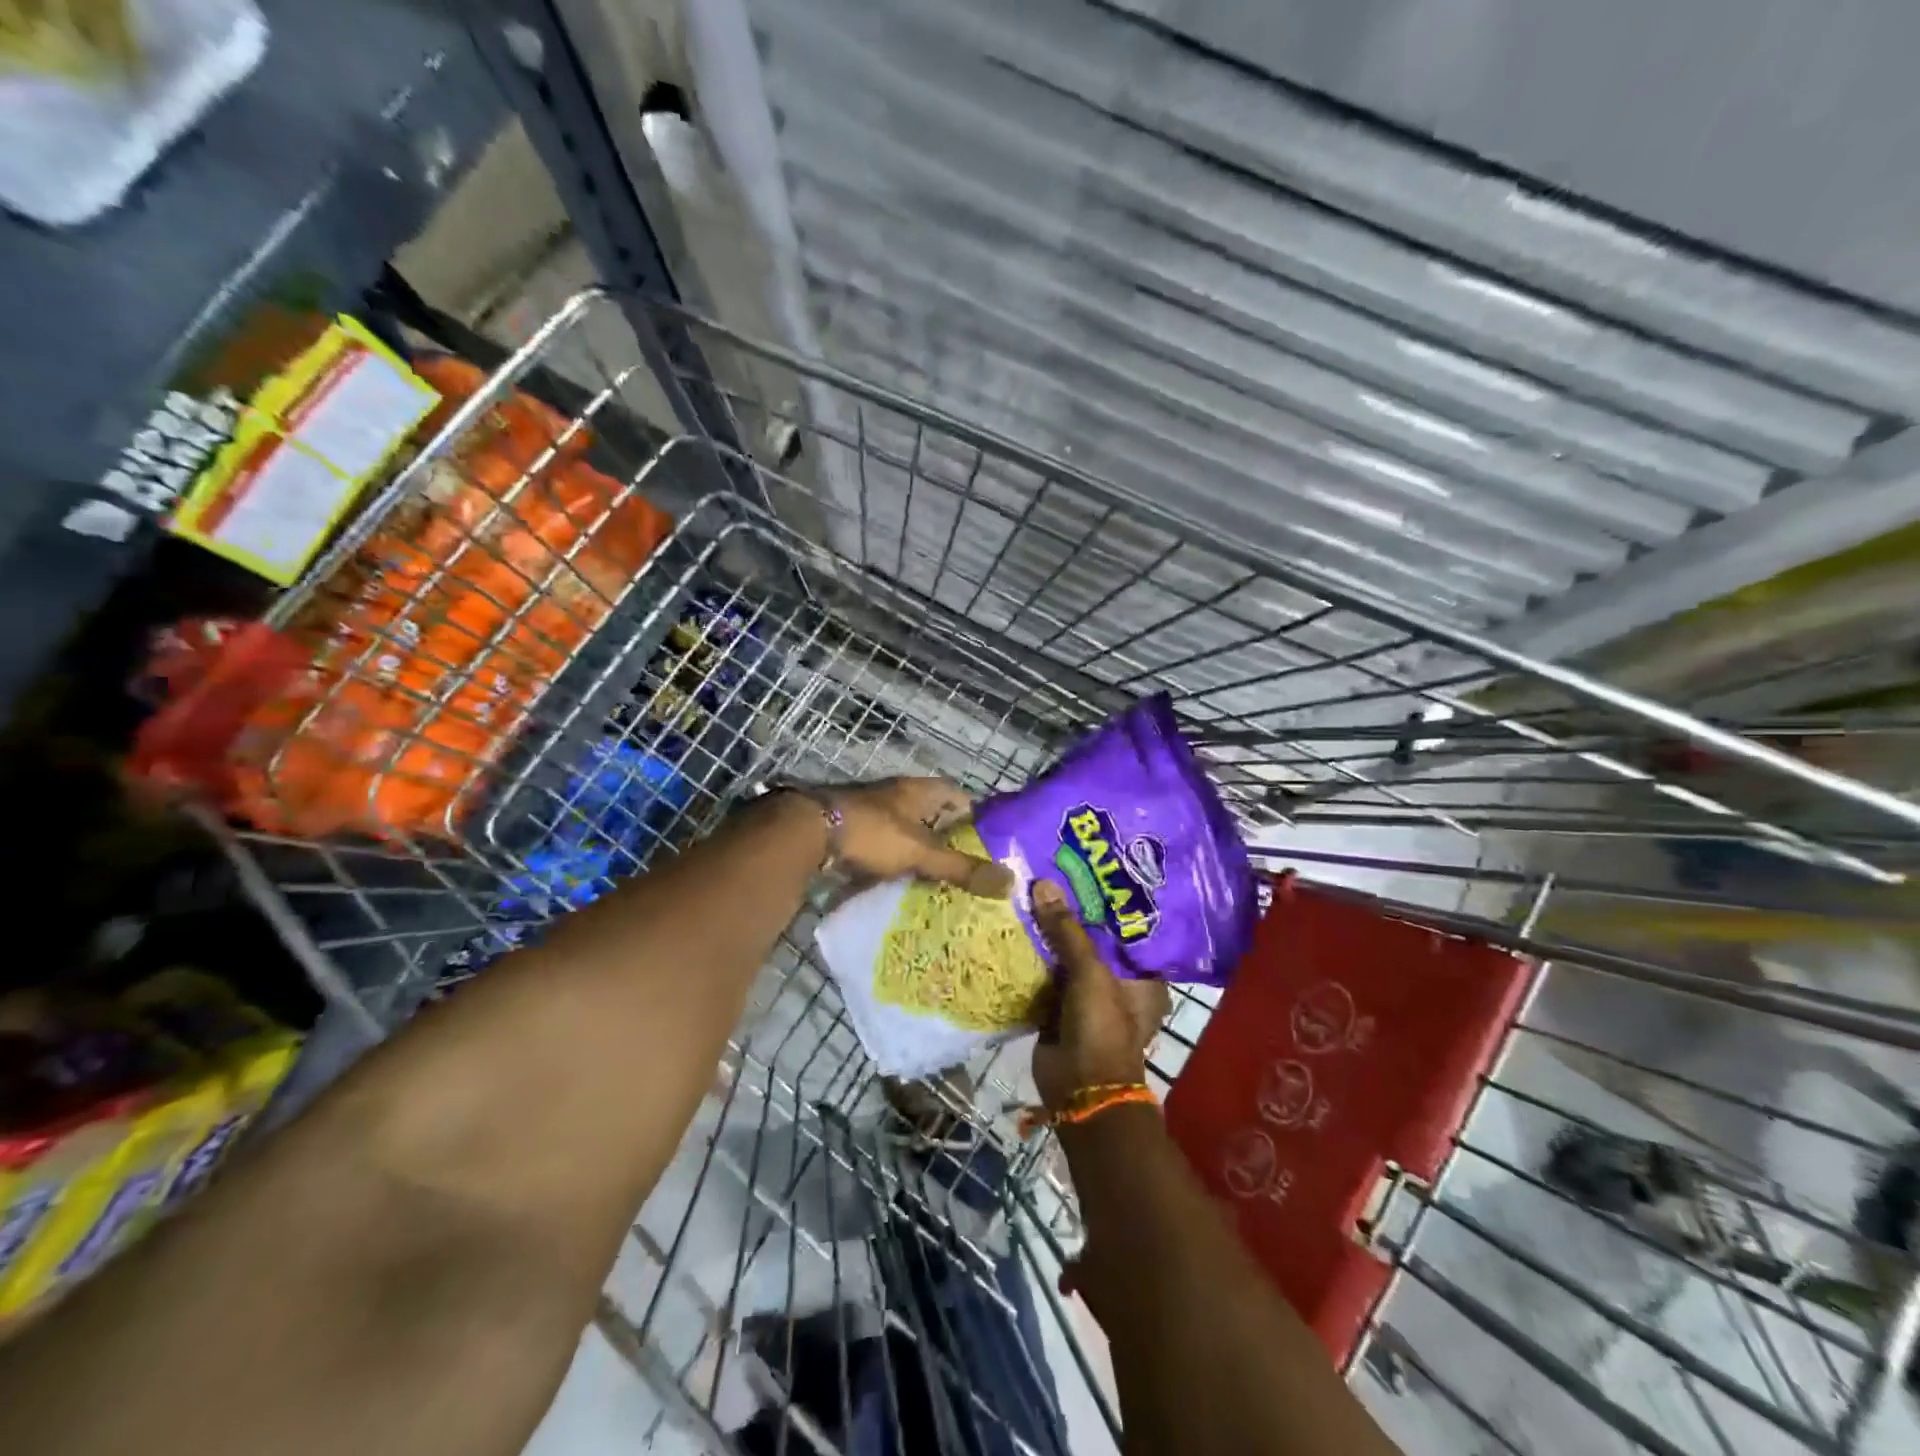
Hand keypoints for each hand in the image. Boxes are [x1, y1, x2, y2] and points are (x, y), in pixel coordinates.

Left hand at [824, 777, 1012, 896]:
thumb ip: (961, 868)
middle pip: (931, 813)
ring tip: (939, 880)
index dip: (974, 815)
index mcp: (918, 791)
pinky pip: (882, 846)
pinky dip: (893, 862)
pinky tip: (901, 883)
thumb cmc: (873, 833)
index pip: (956, 794)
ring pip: (906, 830)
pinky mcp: (852, 831)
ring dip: (919, 850)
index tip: (989, 841)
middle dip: (948, 837)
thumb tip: (1009, 882)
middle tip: (967, 867)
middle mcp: (896, 796)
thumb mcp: (921, 852)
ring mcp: (871, 812)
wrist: (809, 833)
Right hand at [1029, 879, 1170, 1112]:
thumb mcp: (1090, 973)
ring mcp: (1087, 996)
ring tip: (1029, 888)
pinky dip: (1034, 957)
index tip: (1085, 868)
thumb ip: (1067, 929)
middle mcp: (1118, 982)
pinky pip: (1046, 975)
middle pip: (1093, 939)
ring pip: (1066, 956)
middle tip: (1050, 872)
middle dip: (1071, 913)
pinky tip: (1016, 926)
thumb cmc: (1101, 1027)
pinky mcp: (1059, 1008)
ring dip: (1049, 933)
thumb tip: (1043, 884)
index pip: (1126, 927)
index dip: (1107, 901)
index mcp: (1142, 975)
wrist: (1079, 1089)